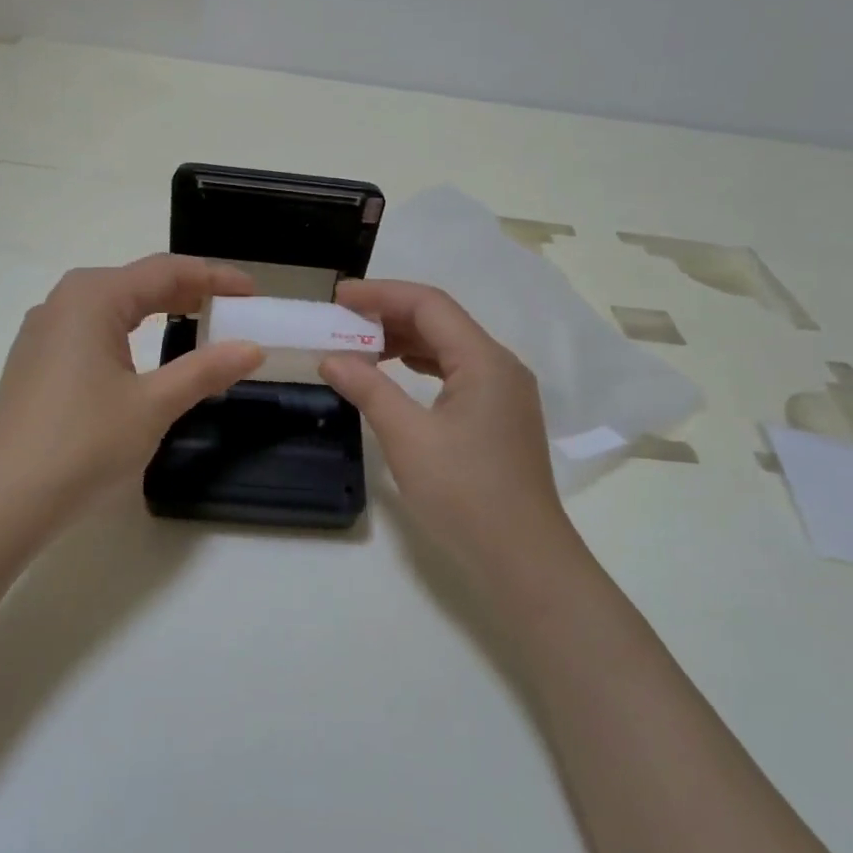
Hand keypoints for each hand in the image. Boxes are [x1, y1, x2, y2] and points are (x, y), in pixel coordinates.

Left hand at [0, 255, 262, 528]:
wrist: (6, 499)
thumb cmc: (84, 443)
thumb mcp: (154, 405)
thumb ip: (205, 371)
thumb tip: (252, 348)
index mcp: (93, 298)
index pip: (165, 271)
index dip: (214, 277)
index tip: (252, 292)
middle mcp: (64, 303)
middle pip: (137, 282)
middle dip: (188, 291)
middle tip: (232, 308)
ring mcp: (44, 332)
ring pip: (113, 306)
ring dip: (158, 310)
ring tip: (197, 323)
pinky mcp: (36, 362)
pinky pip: (94, 330)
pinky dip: (131, 331)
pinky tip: (145, 353)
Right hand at [319, 280, 580, 577]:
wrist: (521, 558)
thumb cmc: (464, 494)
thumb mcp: (408, 438)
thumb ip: (369, 390)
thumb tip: (331, 359)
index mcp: (485, 360)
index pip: (430, 305)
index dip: (381, 294)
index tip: (338, 296)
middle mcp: (501, 367)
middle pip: (441, 323)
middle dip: (389, 316)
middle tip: (341, 322)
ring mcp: (504, 394)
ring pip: (449, 349)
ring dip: (404, 342)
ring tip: (358, 345)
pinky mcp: (499, 419)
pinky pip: (456, 375)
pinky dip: (420, 368)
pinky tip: (393, 375)